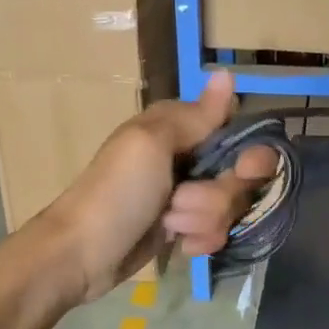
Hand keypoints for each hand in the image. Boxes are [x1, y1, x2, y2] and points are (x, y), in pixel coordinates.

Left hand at [28, 72, 271, 304]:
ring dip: (202, 219)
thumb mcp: (152, 144)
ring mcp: (186, 194)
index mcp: (179, 126)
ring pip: (228, 206)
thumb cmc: (116, 193)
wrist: (80, 255)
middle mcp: (188, 156)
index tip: (243, 169)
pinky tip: (177, 244)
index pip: (237, 130)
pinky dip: (200, 240)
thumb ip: (197, 116)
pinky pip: (216, 231)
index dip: (249, 153)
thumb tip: (226, 73)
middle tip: (182, 200)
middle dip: (218, 195)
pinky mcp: (183, 227)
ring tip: (168, 224)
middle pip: (240, 174)